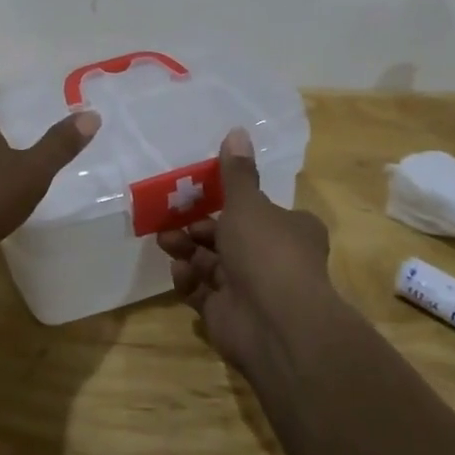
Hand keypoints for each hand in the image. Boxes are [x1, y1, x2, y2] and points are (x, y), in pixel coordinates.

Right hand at [157, 127, 335, 373]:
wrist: (276, 324)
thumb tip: (238, 129)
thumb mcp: (248, 203)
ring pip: (213, 264)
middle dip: (198, 227)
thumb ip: (237, 173)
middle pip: (230, 237)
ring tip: (164, 241)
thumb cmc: (267, 251)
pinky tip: (179, 273)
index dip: (232, 203)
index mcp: (290, 229)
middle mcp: (274, 258)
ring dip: (188, 250)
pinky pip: (203, 293)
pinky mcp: (229, 316)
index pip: (261, 211)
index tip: (201, 192)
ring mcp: (251, 290)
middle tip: (171, 219)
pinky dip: (189, 281)